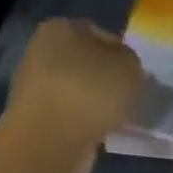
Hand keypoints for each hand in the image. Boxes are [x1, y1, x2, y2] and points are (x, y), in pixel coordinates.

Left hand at [6, 19, 144, 172]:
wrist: (49, 143)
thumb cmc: (90, 93)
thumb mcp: (129, 68)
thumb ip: (131, 62)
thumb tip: (123, 70)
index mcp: (60, 28)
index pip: (102, 35)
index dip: (123, 55)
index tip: (138, 76)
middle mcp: (41, 51)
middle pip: (87, 63)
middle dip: (108, 80)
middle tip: (132, 97)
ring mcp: (34, 87)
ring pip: (79, 90)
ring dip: (97, 103)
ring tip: (119, 118)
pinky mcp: (34, 118)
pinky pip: (70, 115)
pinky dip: (85, 122)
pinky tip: (102, 133)